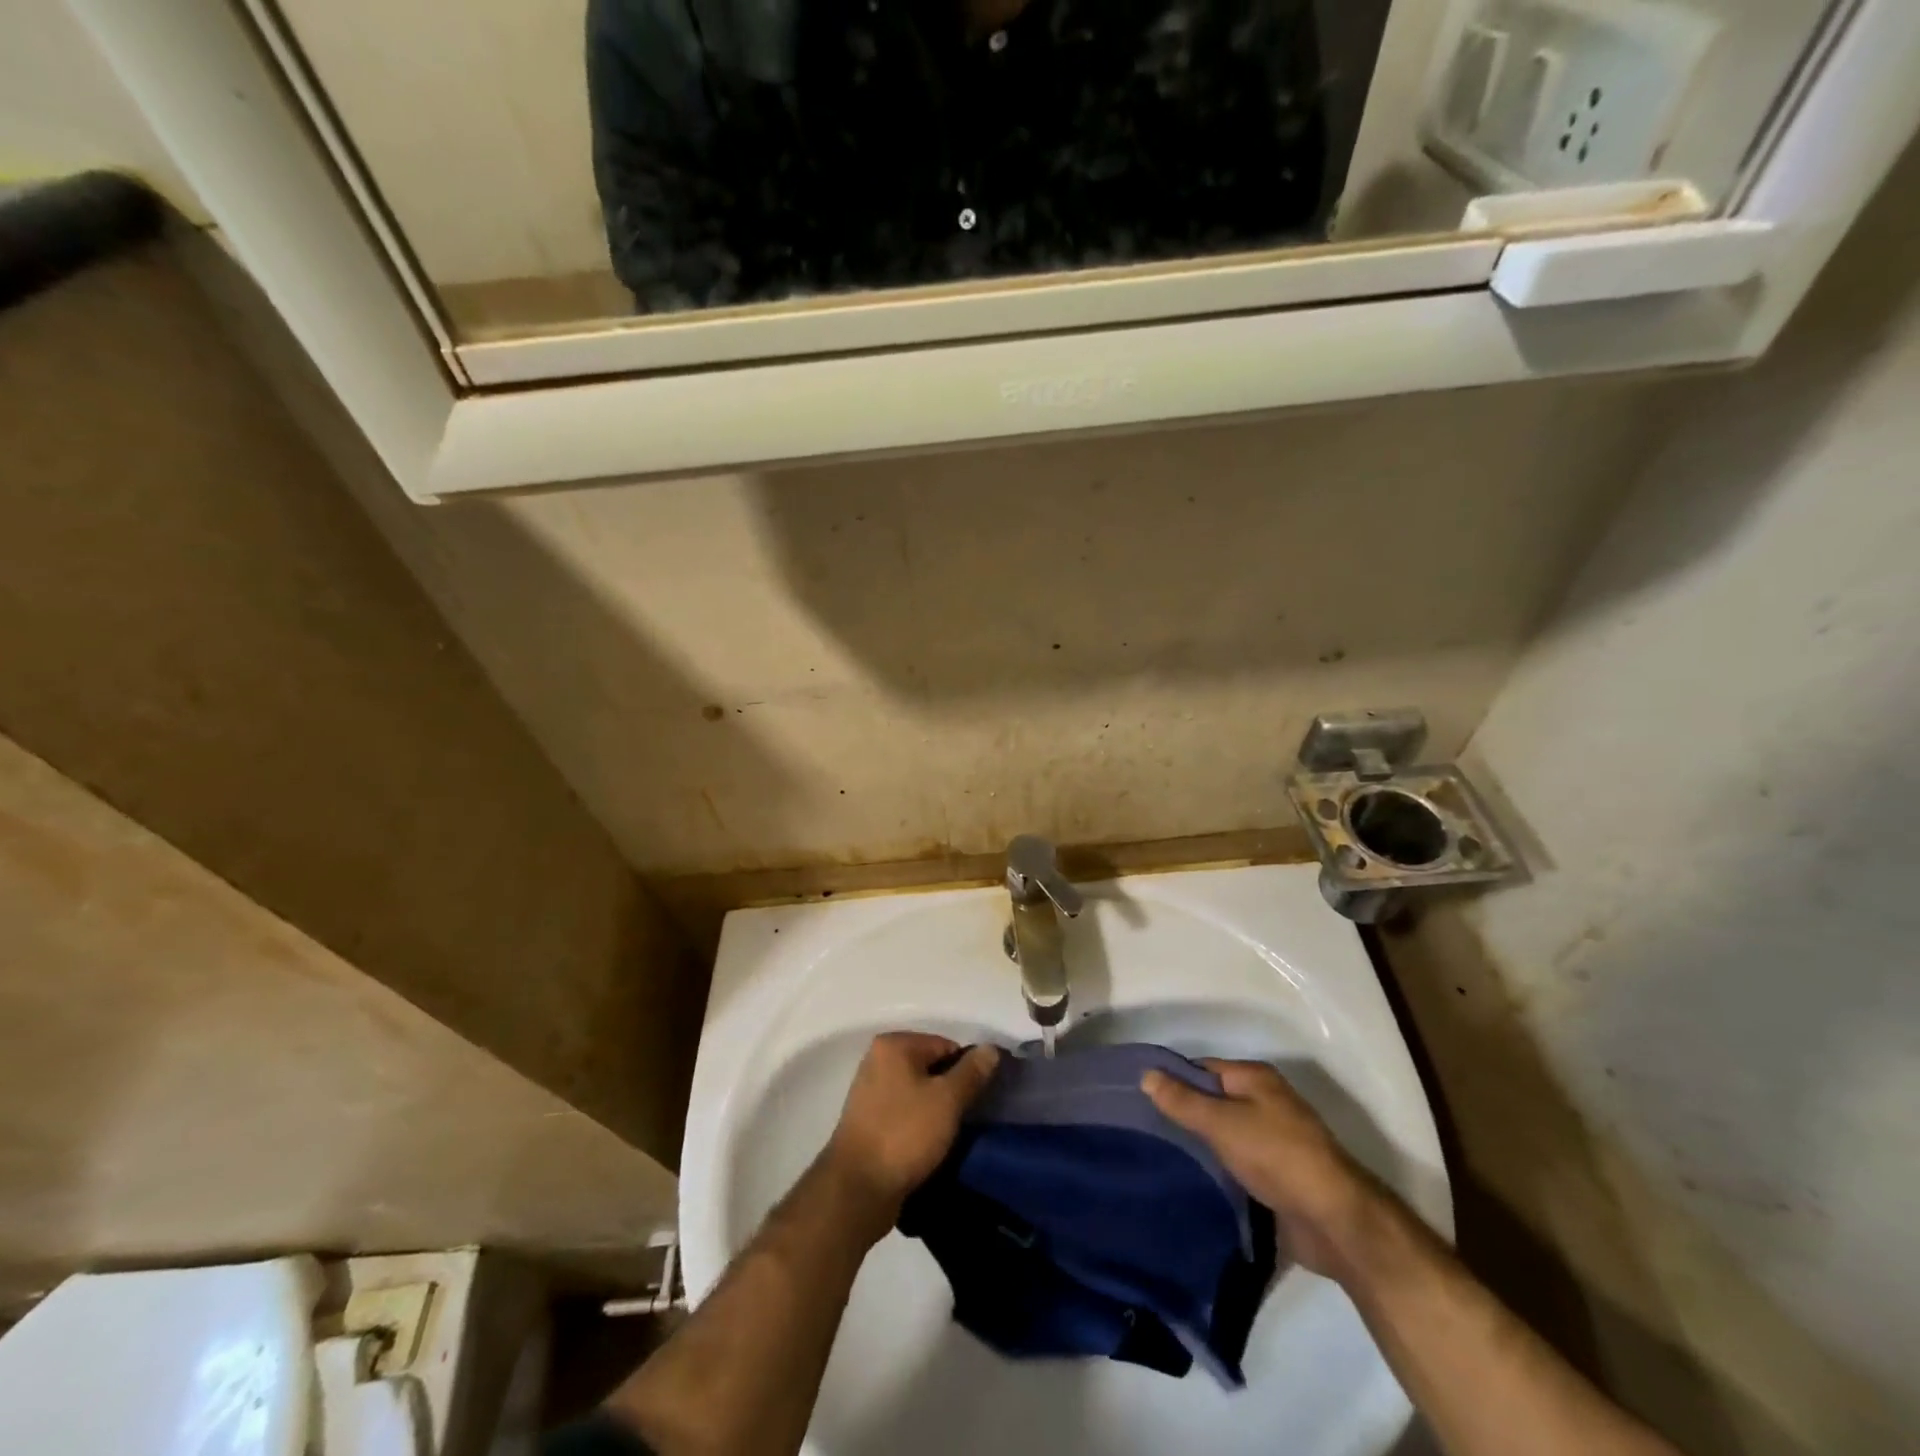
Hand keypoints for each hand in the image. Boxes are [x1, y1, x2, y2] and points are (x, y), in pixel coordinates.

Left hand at [823, 1032, 999, 1229]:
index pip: (945, 1045)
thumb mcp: (947, 1100)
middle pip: (930, 1067)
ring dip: (936, 1109)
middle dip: (951, 1090)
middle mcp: (877, 1060)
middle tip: (968, 1117)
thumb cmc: (904, 1134)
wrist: (858, 1189)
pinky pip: (904, 1112)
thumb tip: (991, 1049)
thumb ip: (971, 1072)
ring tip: (951, 1134)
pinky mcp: (868, 1121)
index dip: (967, 1071)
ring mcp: (870, 1091)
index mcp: (893, 1045)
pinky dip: (919, 1123)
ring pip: (918, 1091)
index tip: (979, 1099)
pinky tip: (930, 1144)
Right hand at [1143, 1059, 1378, 1278]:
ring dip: (1202, 1147)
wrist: (1335, 1221)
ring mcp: (1275, 1140)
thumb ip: (1183, 1101)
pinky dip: (1220, 1170)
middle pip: (1215, 1102)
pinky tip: (1194, 1182)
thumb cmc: (1277, 1156)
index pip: (1203, 1069)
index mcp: (1256, 1078)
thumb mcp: (1222, 1123)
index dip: (1174, 1081)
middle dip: (1186, 1116)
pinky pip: (1239, 1164)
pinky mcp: (1278, 1176)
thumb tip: (1146, 1074)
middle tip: (1147, 1132)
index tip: (1142, 1100)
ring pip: (1226, 1135)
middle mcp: (1267, 1102)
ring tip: (1162, 1158)